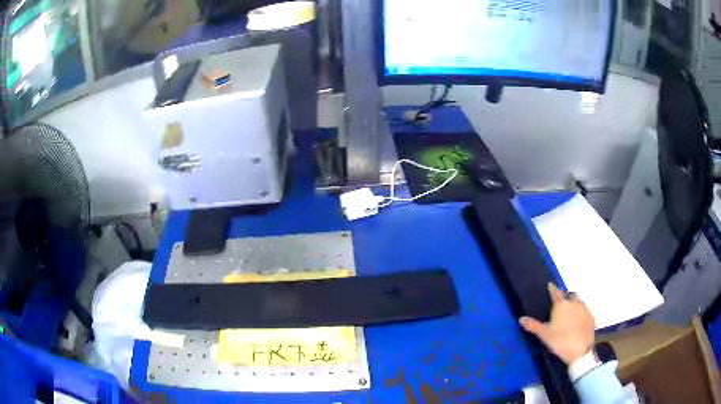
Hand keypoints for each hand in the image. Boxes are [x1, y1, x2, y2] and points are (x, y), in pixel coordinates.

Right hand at [519, 283, 595, 364]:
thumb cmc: (560, 340)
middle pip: (570, 295)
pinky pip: (585, 311)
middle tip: (561, 304)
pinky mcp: (591, 317)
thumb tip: (521, 318)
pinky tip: (577, 323)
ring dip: (574, 305)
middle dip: (566, 297)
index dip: (552, 289)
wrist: (580, 350)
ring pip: (579, 302)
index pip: (556, 292)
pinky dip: (580, 314)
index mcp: (562, 305)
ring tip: (569, 314)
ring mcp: (584, 309)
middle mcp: (574, 303)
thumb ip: (533, 326)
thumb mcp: (544, 335)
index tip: (550, 285)